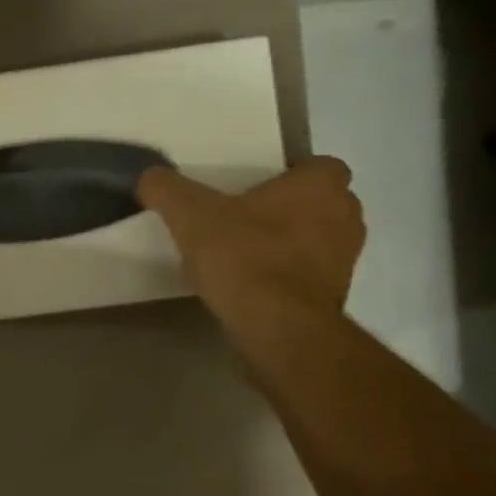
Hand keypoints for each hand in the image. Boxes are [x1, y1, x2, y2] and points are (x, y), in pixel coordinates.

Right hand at [138, 158, 365, 328]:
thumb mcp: (191, 215)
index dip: (288, 175)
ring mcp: (346, 261)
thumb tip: (149, 176)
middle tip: (244, 219)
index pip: (318, 166)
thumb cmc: (245, 257)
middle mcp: (346, 218)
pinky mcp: (336, 298)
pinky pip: (309, 277)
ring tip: (243, 257)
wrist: (278, 329)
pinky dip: (286, 279)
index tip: (254, 189)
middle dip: (287, 210)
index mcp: (322, 186)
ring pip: (316, 241)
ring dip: (288, 245)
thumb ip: (167, 189)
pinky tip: (250, 288)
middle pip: (318, 204)